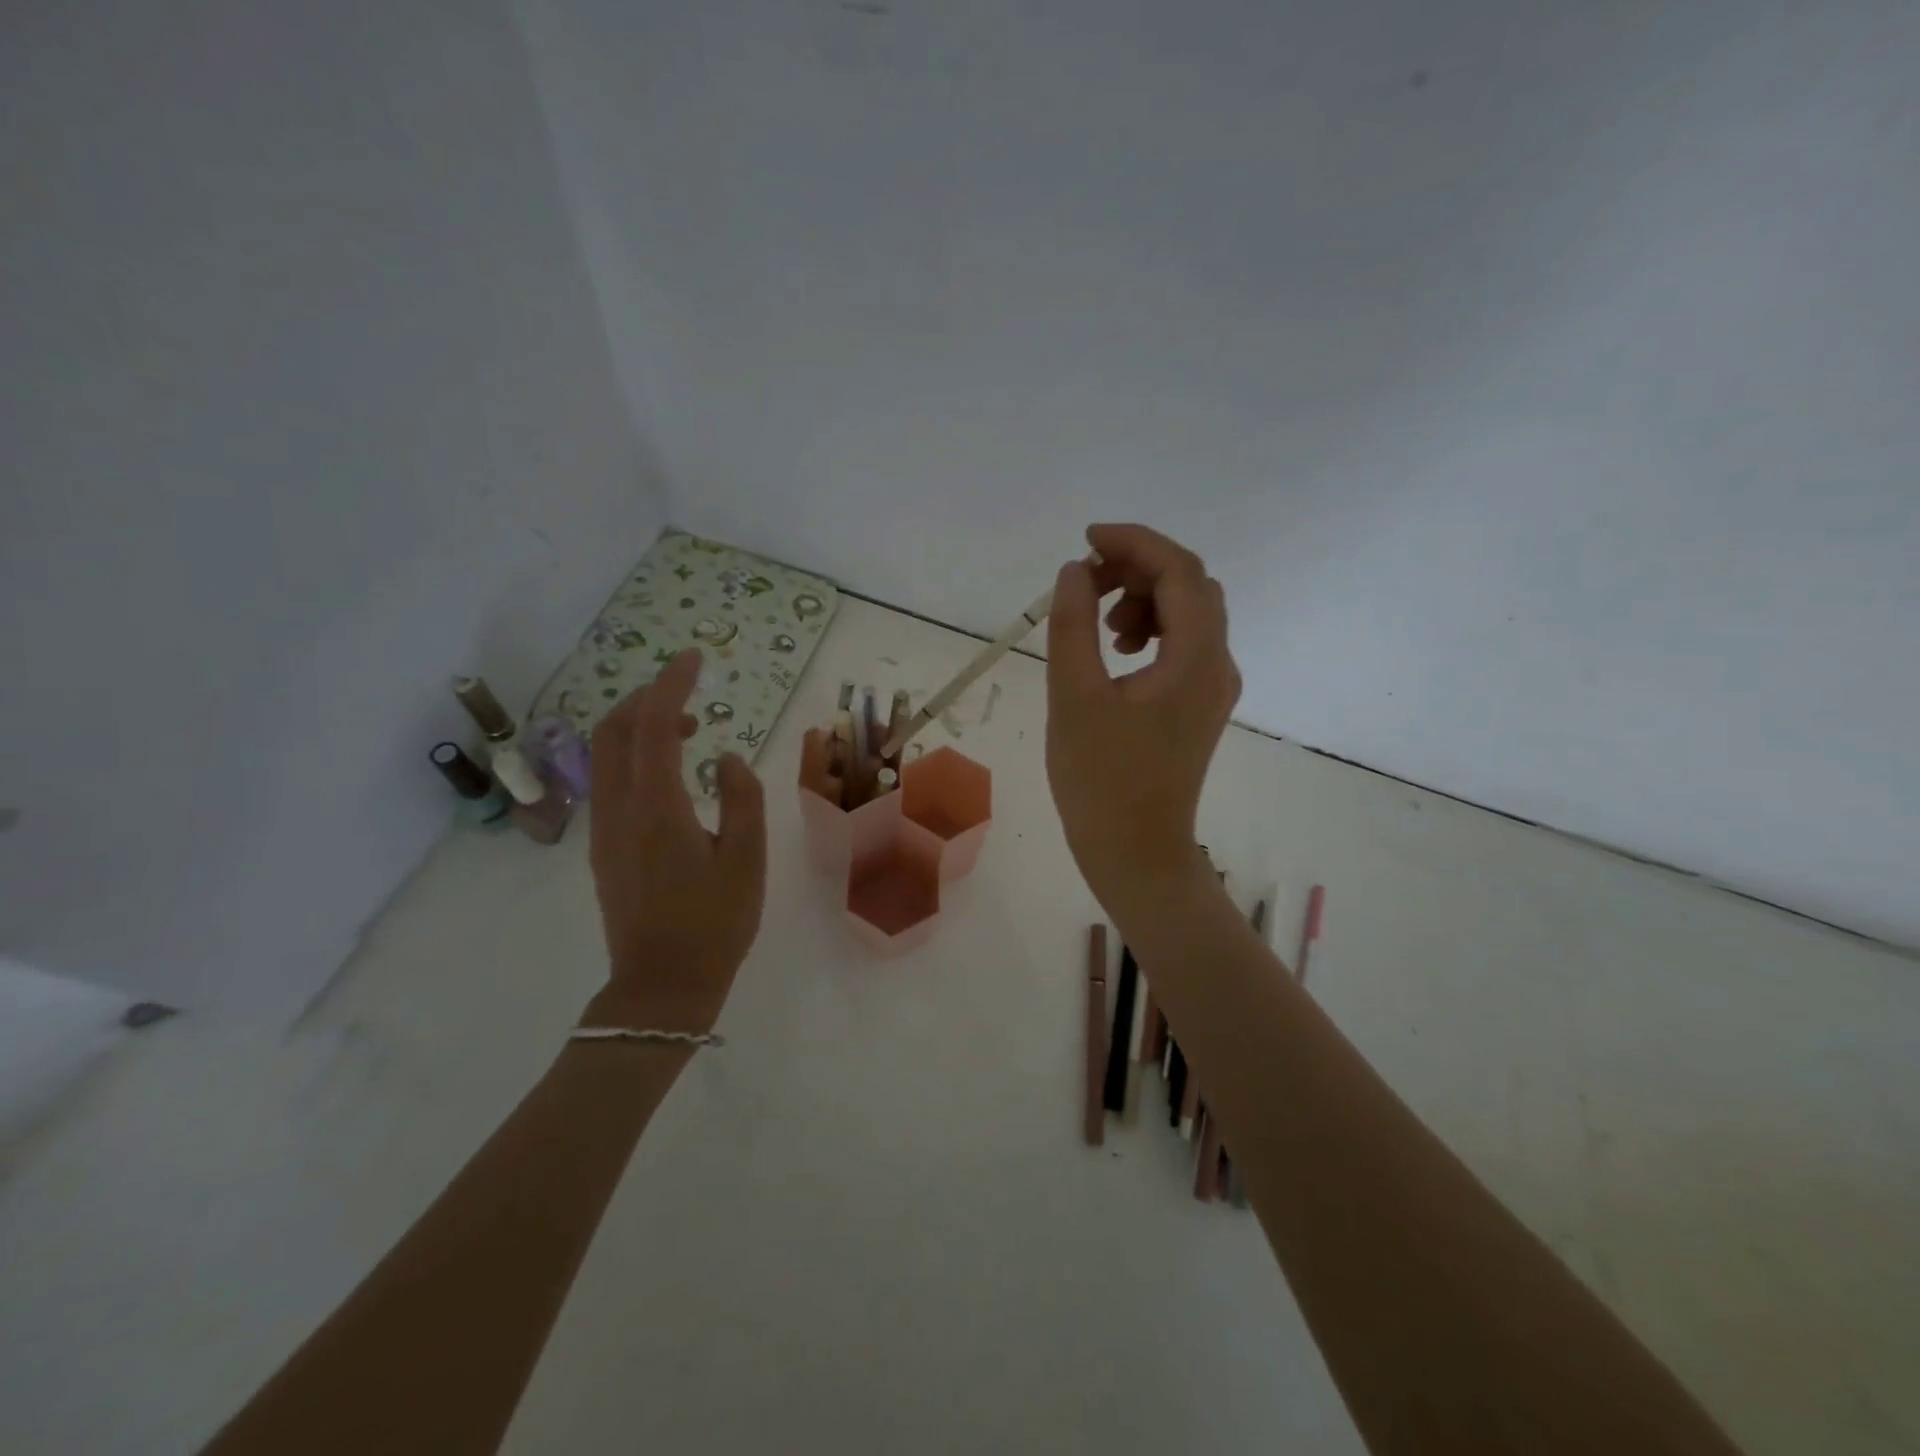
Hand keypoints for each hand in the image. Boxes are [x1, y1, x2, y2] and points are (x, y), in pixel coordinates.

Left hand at [584, 649, 765, 1033]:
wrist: (660, 987)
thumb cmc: (714, 923)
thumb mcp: (746, 859)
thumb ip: (742, 797)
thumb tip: (724, 758)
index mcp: (656, 807)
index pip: (654, 725)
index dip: (672, 684)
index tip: (694, 658)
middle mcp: (618, 809)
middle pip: (614, 730)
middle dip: (648, 698)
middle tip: (690, 692)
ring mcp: (603, 829)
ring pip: (605, 755)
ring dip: (640, 727)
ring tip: (688, 731)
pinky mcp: (601, 848)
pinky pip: (609, 781)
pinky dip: (634, 757)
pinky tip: (671, 775)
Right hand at [1046, 524, 1239, 903]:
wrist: (1135, 851)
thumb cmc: (1099, 780)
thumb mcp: (1073, 697)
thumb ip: (1073, 625)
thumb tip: (1076, 571)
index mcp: (1195, 659)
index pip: (1180, 571)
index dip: (1135, 542)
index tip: (1087, 540)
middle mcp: (1218, 664)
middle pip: (1192, 586)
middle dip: (1139, 569)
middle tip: (1087, 583)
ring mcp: (1214, 687)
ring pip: (1190, 613)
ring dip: (1145, 600)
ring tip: (1100, 627)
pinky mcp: (1200, 705)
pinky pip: (1185, 644)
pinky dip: (1152, 630)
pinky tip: (1117, 653)